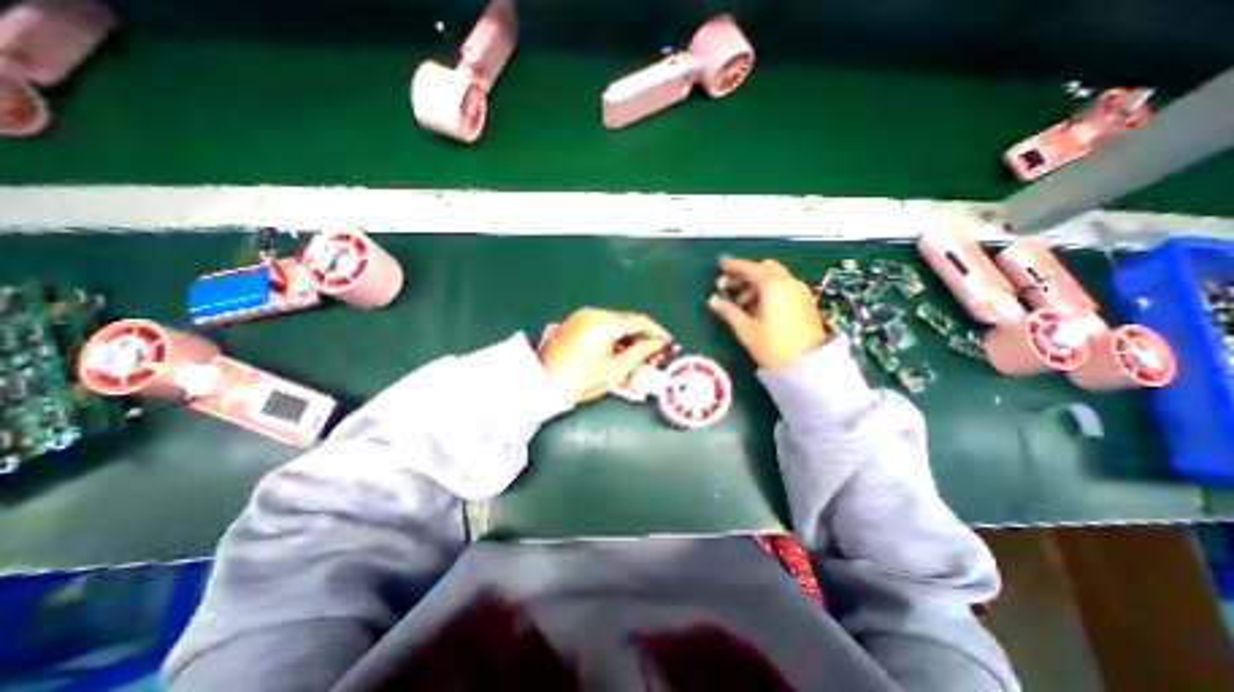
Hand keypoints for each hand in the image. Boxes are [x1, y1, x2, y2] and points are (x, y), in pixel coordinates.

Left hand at [541, 309, 674, 403]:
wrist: (541, 383)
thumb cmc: (580, 380)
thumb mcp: (615, 371)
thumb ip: (640, 354)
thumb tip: (658, 345)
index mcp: (605, 322)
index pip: (640, 321)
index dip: (657, 333)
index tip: (667, 345)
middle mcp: (594, 313)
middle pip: (627, 321)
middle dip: (643, 337)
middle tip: (653, 356)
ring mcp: (582, 316)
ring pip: (615, 324)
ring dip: (629, 338)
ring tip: (636, 358)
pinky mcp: (575, 323)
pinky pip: (602, 326)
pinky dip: (614, 337)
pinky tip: (618, 353)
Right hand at [708, 258, 823, 367]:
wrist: (807, 365)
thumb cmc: (773, 346)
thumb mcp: (746, 330)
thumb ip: (728, 311)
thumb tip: (712, 300)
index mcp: (773, 286)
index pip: (750, 268)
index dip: (733, 266)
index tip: (720, 265)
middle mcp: (789, 282)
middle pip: (764, 269)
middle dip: (746, 274)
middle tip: (729, 286)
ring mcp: (800, 291)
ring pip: (775, 277)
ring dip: (757, 283)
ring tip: (741, 303)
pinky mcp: (806, 301)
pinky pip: (784, 287)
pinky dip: (769, 290)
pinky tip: (758, 307)